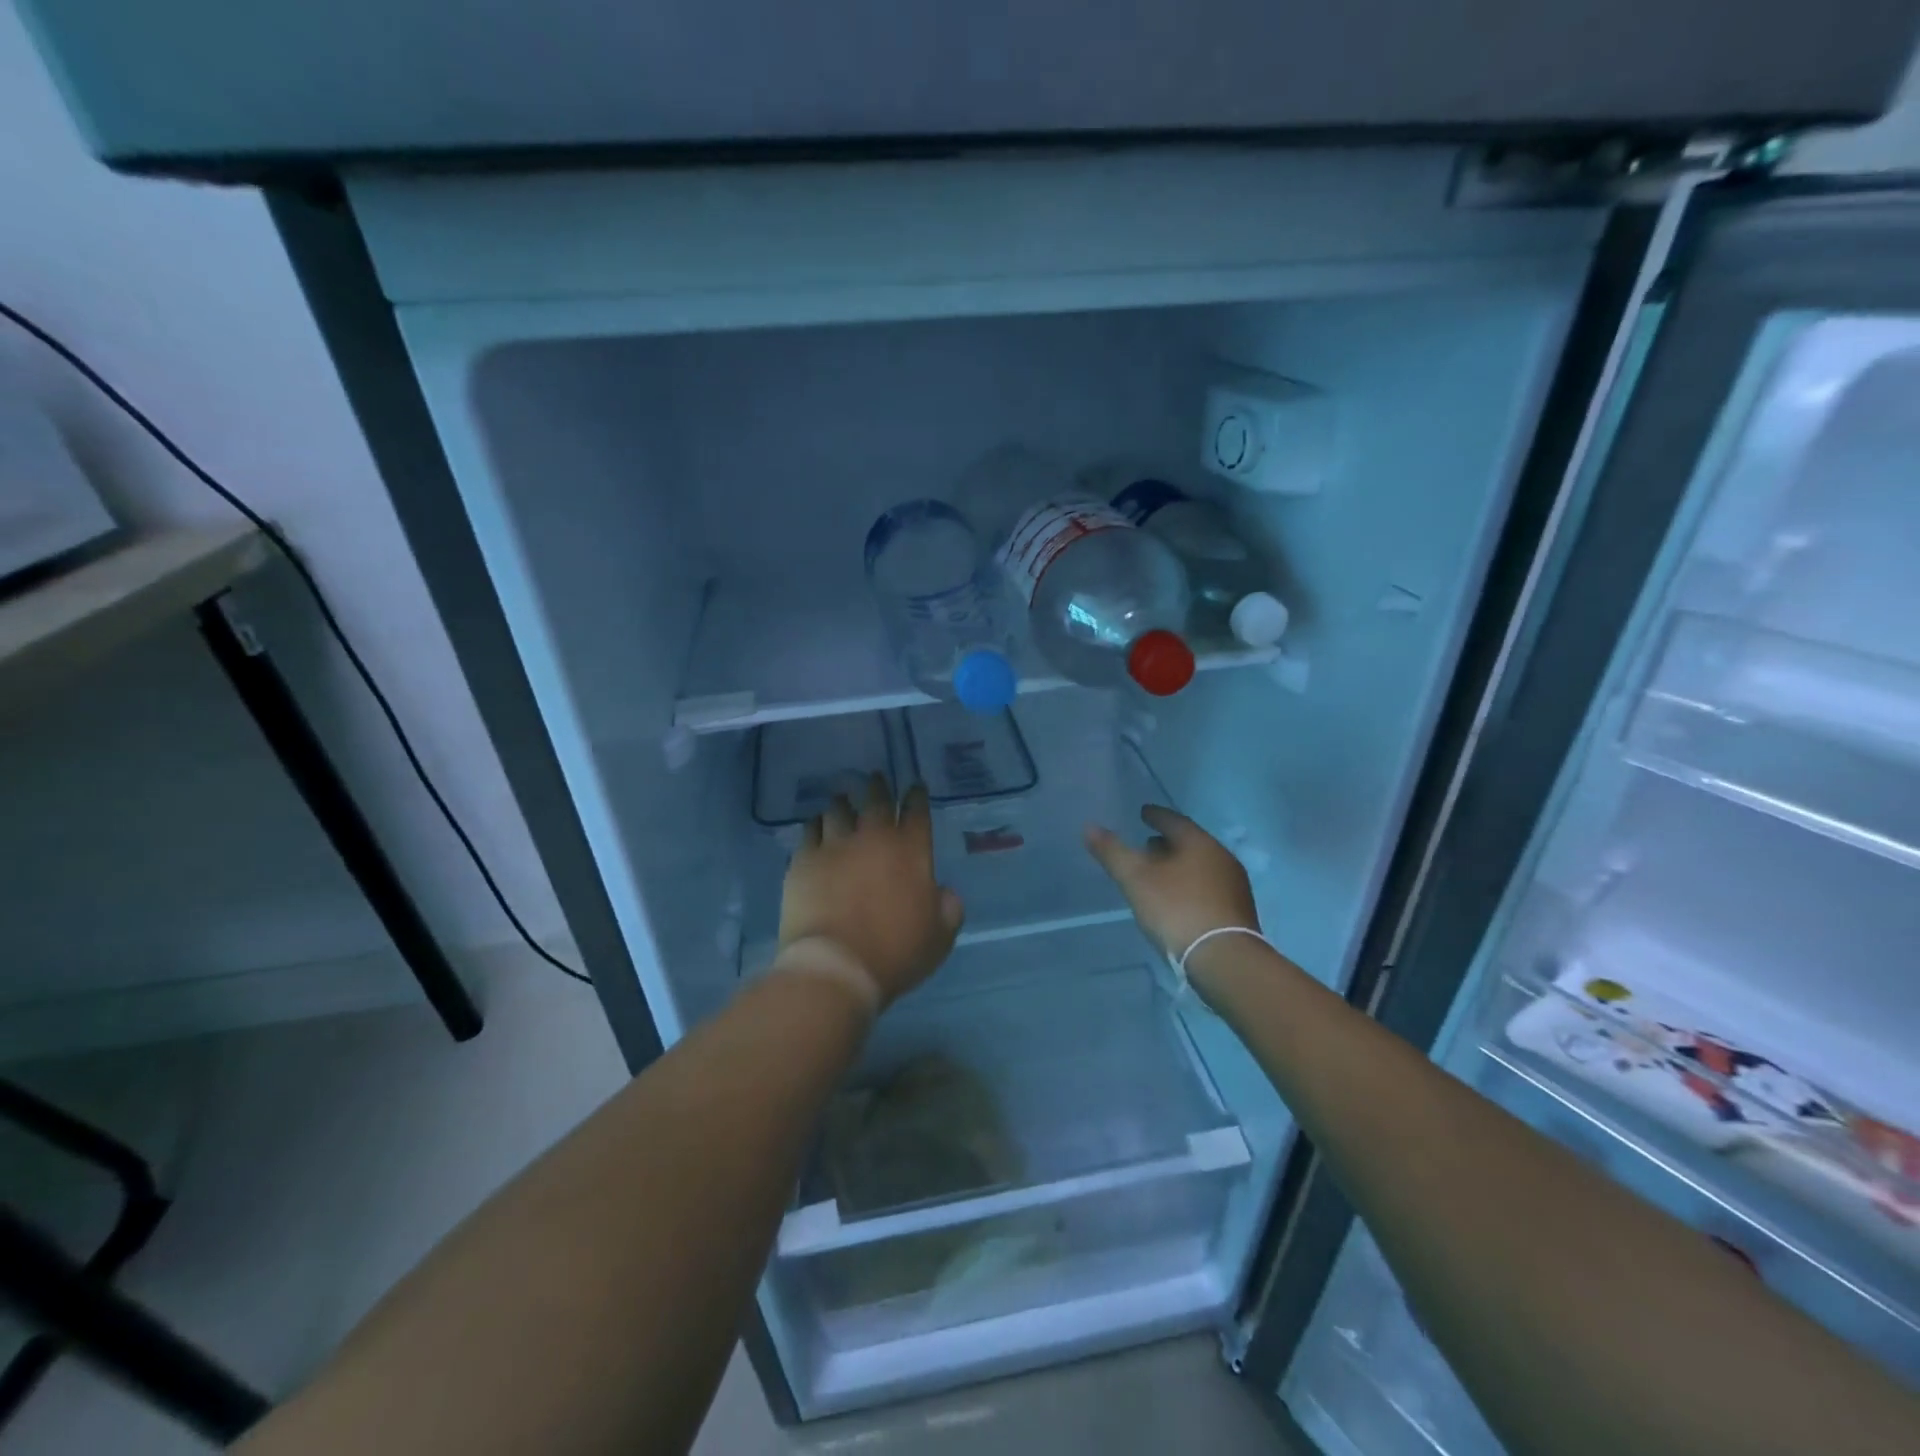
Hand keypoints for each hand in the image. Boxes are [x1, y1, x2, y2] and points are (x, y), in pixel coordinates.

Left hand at [779, 774, 964, 1007]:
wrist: (836, 965)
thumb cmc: (896, 953)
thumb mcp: (940, 936)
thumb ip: (948, 907)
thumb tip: (943, 891)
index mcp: (911, 851)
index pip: (917, 811)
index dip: (917, 796)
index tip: (914, 786)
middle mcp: (873, 838)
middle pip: (876, 800)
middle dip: (879, 786)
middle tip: (876, 777)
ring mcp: (835, 845)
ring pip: (839, 809)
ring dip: (843, 802)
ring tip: (842, 798)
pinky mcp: (803, 860)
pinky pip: (809, 830)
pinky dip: (816, 824)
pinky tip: (816, 825)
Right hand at [1084, 805, 1259, 958]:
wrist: (1224, 959)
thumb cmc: (1177, 910)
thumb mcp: (1136, 879)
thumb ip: (1113, 852)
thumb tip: (1090, 827)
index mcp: (1199, 843)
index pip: (1174, 820)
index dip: (1155, 816)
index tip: (1143, 813)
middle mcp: (1221, 858)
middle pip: (1190, 843)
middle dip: (1167, 842)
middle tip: (1147, 844)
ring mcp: (1234, 886)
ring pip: (1201, 866)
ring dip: (1179, 865)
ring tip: (1159, 872)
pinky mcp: (1238, 911)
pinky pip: (1209, 887)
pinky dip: (1191, 884)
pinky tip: (1178, 899)